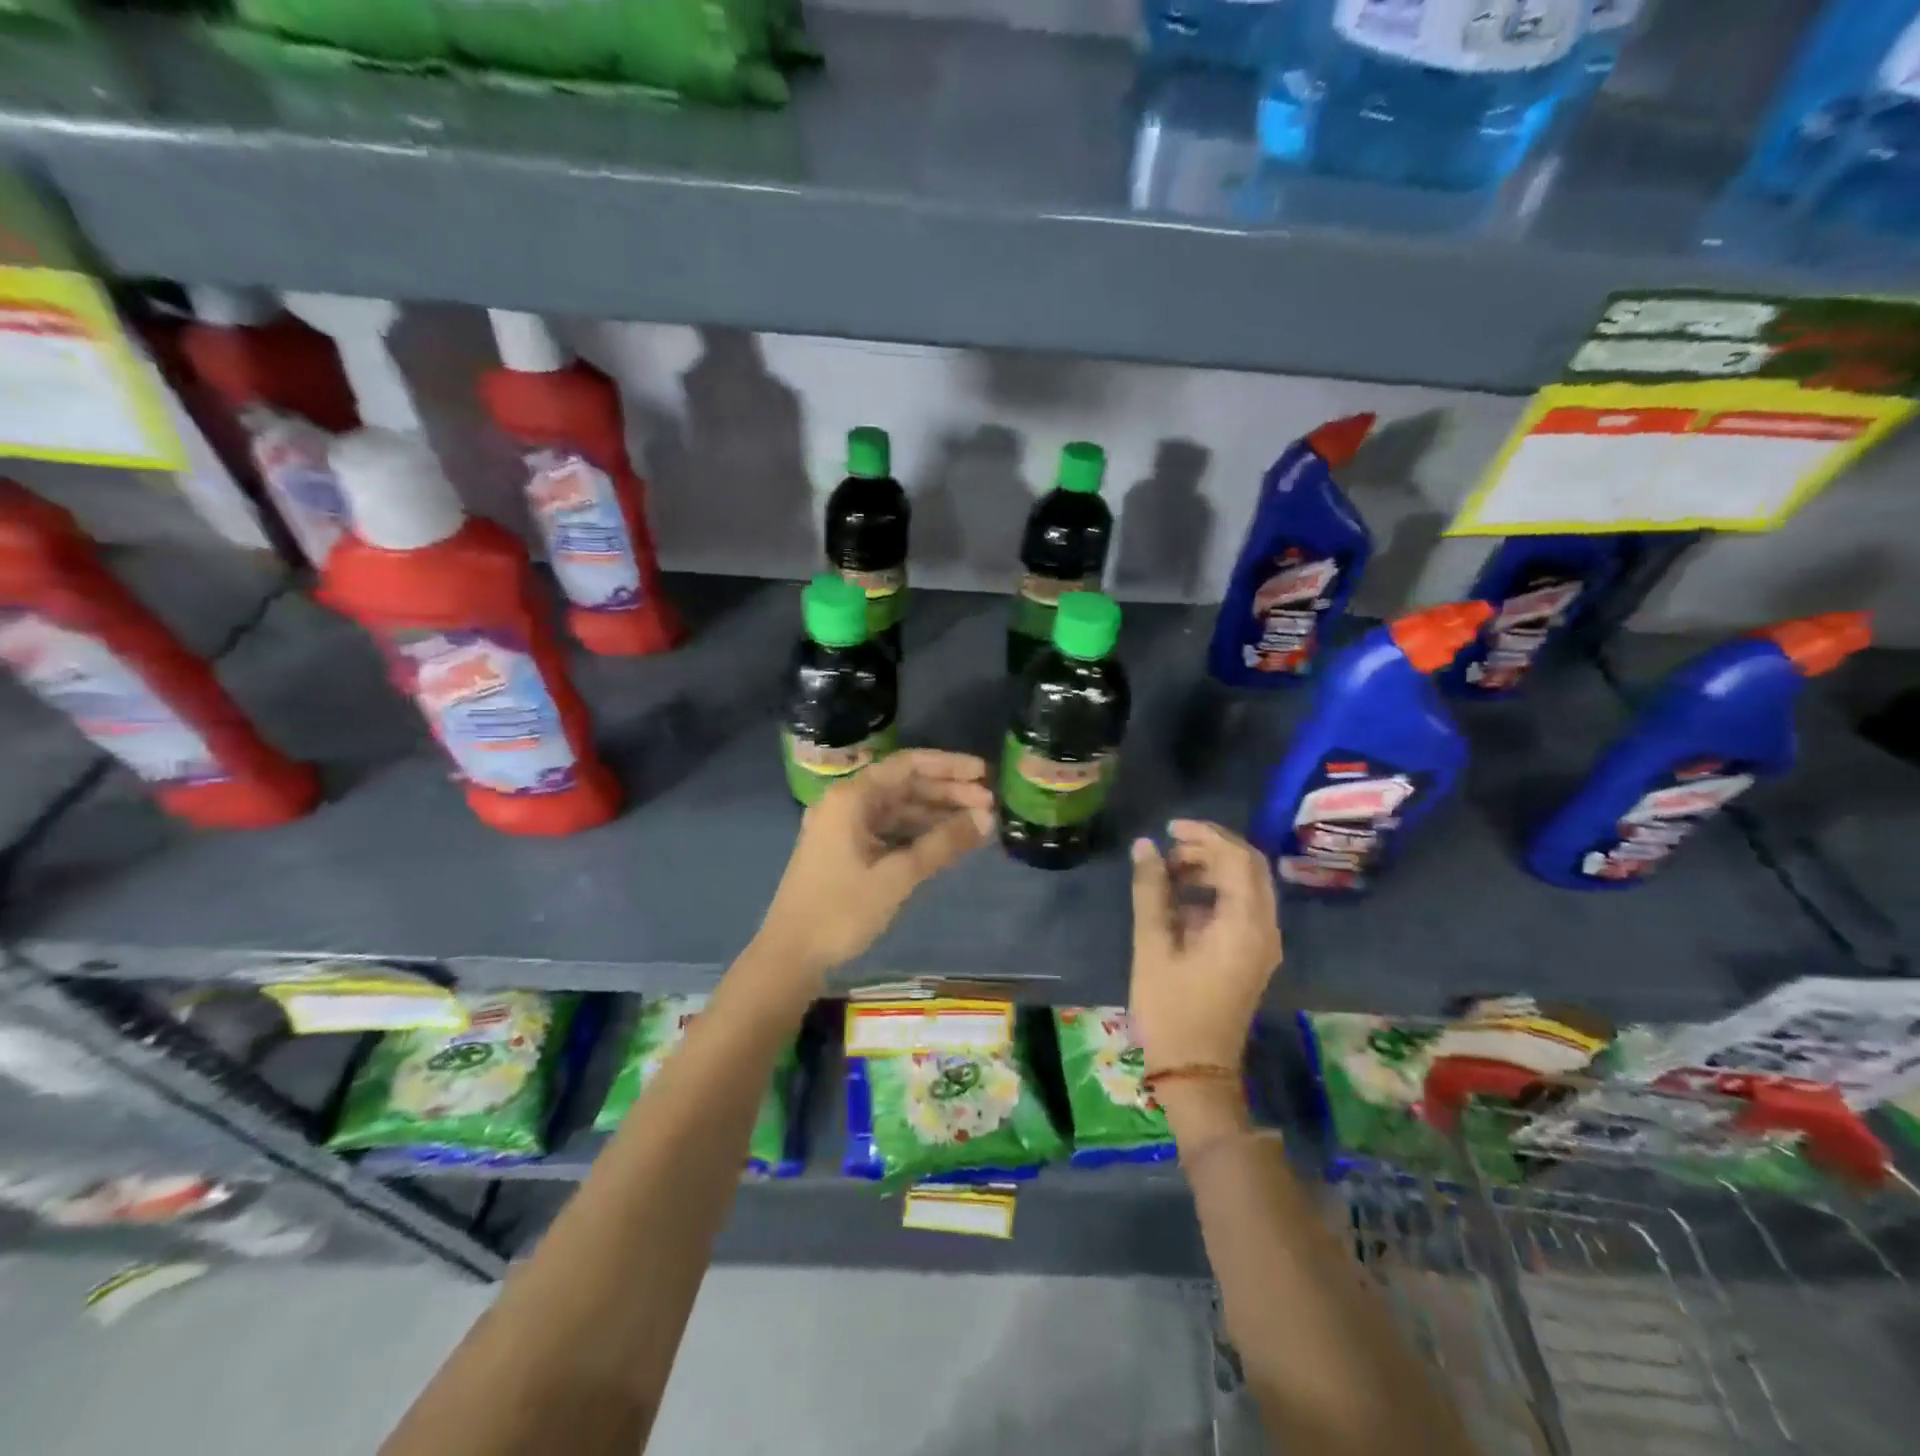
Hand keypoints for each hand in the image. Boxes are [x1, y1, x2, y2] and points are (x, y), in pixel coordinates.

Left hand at [756, 750, 994, 981]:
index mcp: (852, 797)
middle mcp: (846, 803)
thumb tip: (987, 818)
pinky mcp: (845, 850)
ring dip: (935, 813)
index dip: (949, 766)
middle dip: (947, 792)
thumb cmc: (841, 910)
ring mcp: (844, 827)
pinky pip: (888, 830)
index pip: (908, 765)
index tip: (985, 773)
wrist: (790, 955)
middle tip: (990, 803)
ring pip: (898, 809)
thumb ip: (943, 843)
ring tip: (976, 822)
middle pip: (904, 785)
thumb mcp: (898, 876)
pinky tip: (946, 841)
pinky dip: (917, 833)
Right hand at [1128, 820, 1281, 1074]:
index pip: (1237, 859)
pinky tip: (1179, 901)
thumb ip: (1151, 890)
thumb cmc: (1171, 1009)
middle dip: (1210, 848)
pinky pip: (1241, 908)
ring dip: (1211, 869)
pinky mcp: (1252, 955)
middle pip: (1249, 868)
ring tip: (1168, 871)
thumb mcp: (1153, 945)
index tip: (1169, 829)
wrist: (1195, 1071)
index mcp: (1245, 925)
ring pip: (1246, 886)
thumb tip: (1145, 845)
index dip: (1205, 835)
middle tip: (1169, 847)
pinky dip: (1214, 892)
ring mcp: (1262, 944)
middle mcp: (1264, 929)